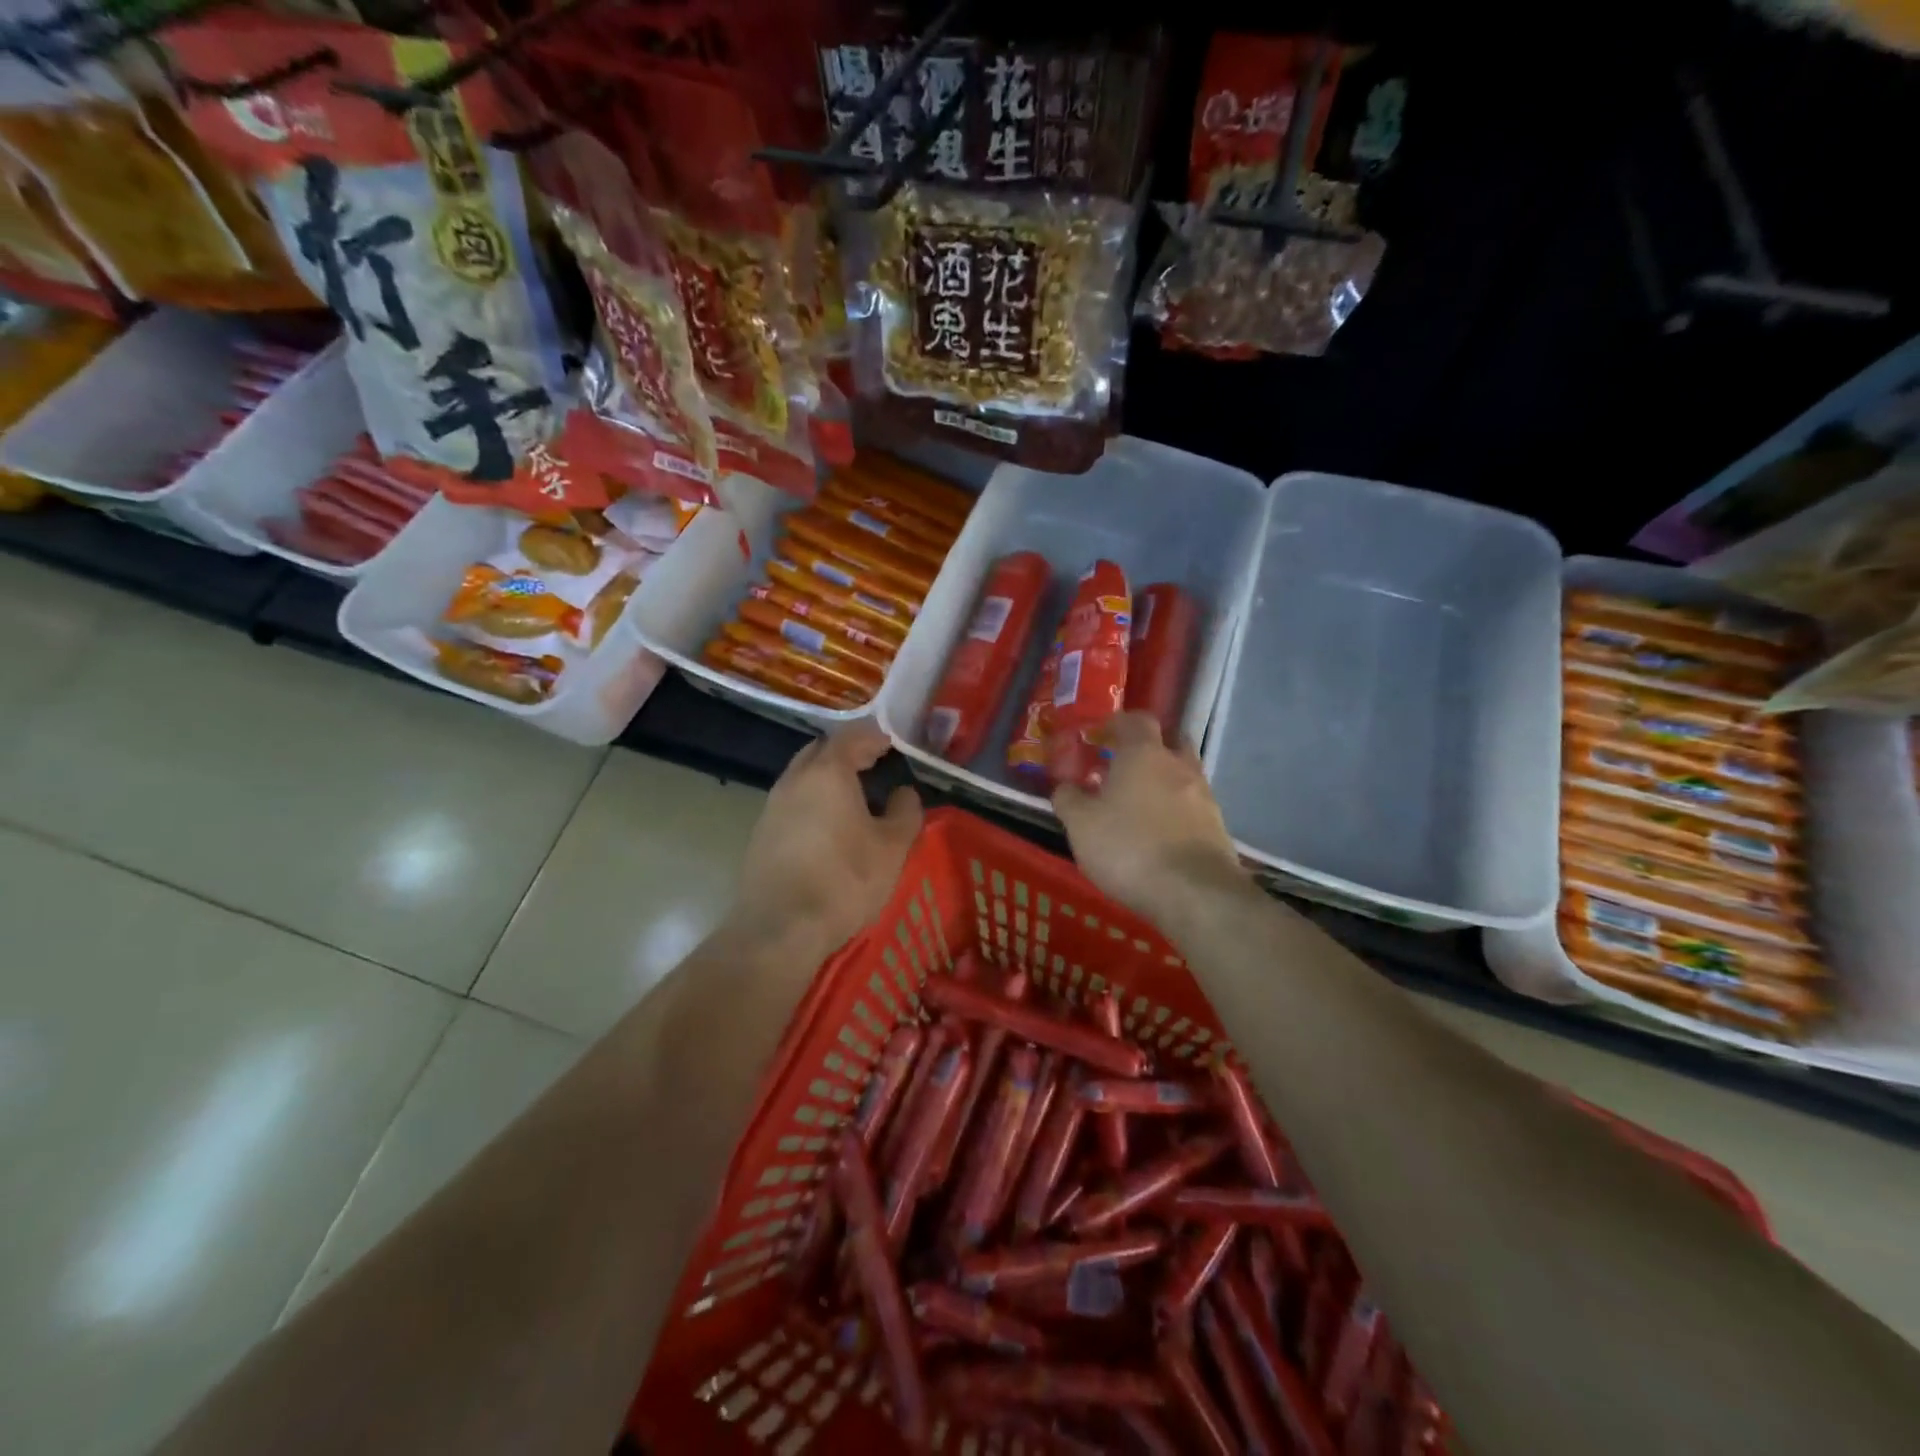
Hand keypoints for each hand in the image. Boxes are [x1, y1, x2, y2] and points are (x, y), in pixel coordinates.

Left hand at [736, 721, 922, 957]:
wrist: (779, 928)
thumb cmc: (844, 880)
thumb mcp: (892, 848)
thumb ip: (905, 812)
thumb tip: (904, 792)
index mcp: (828, 772)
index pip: (853, 735)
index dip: (876, 735)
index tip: (894, 743)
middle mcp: (795, 779)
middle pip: (822, 750)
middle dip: (849, 751)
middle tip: (875, 764)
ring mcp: (773, 805)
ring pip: (804, 775)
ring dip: (829, 777)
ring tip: (856, 796)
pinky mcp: (762, 832)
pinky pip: (794, 801)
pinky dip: (814, 800)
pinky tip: (830, 825)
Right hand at [1052, 712, 1246, 926]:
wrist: (1194, 892)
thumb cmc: (1128, 847)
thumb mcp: (1080, 824)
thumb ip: (1068, 799)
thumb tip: (1065, 787)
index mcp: (1144, 754)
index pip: (1136, 719)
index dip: (1118, 723)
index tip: (1101, 735)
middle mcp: (1179, 766)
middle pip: (1170, 741)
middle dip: (1150, 748)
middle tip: (1125, 767)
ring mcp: (1204, 796)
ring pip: (1184, 776)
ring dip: (1165, 783)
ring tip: (1140, 807)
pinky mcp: (1218, 827)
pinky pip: (1193, 808)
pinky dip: (1177, 813)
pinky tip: (1161, 836)